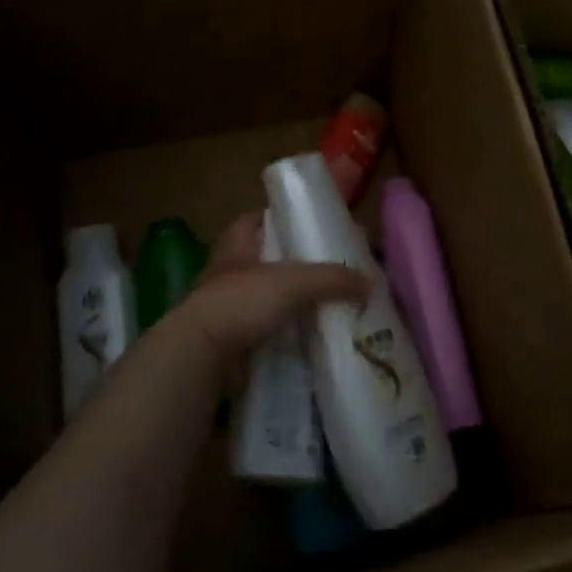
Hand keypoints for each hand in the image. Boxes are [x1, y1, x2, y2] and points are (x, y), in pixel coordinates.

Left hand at [168, 213, 367, 380]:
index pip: (253, 219)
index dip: (276, 216)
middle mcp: (227, 273)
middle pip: (263, 259)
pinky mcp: (230, 341)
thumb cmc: (242, 301)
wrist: (201, 355)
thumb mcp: (295, 281)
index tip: (304, 222)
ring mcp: (226, 309)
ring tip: (325, 304)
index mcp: (235, 246)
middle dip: (291, 263)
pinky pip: (264, 331)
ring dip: (289, 302)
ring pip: (264, 297)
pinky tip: (309, 338)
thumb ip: (333, 278)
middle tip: (328, 268)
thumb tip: (370, 282)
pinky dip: (284, 334)